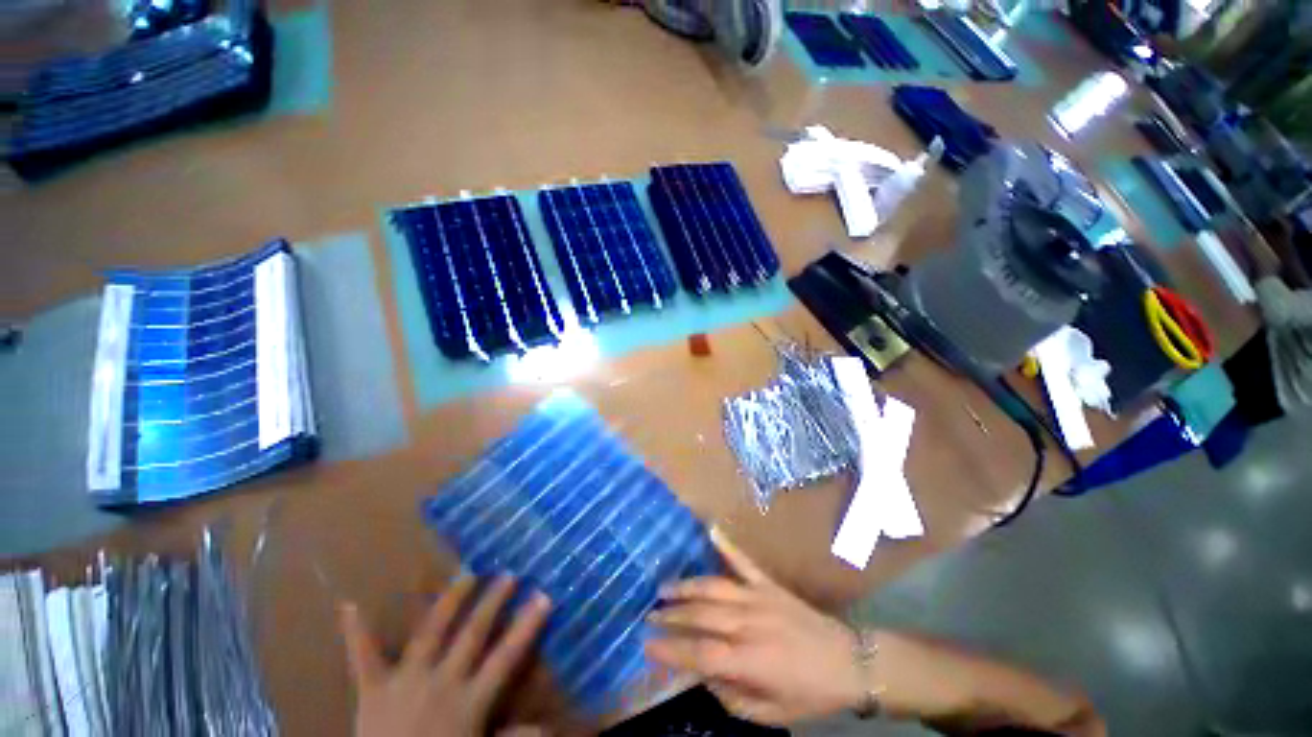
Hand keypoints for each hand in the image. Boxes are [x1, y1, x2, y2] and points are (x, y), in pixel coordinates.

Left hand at [338, 575, 551, 736]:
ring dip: (450, 602)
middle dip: (493, 602)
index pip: (506, 656)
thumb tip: (549, 728)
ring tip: (467, 576)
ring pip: (431, 632)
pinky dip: (356, 631)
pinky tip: (350, 604)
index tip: (544, 596)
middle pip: (473, 633)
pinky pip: (362, 657)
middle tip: (509, 574)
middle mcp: (441, 681)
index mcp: (469, 700)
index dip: (527, 625)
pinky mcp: (372, 689)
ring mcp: (405, 681)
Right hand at [645, 530, 862, 724]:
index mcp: (748, 660)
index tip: (646, 645)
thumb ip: (732, 697)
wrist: (850, 662)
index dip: (669, 649)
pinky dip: (727, 545)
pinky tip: (711, 530)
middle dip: (671, 616)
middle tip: (649, 615)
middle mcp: (748, 623)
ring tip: (664, 588)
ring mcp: (758, 598)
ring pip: (713, 587)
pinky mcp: (768, 584)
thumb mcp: (771, 715)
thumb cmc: (811, 694)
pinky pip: (743, 562)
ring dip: (686, 587)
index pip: (698, 653)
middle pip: (700, 616)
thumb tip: (704, 674)